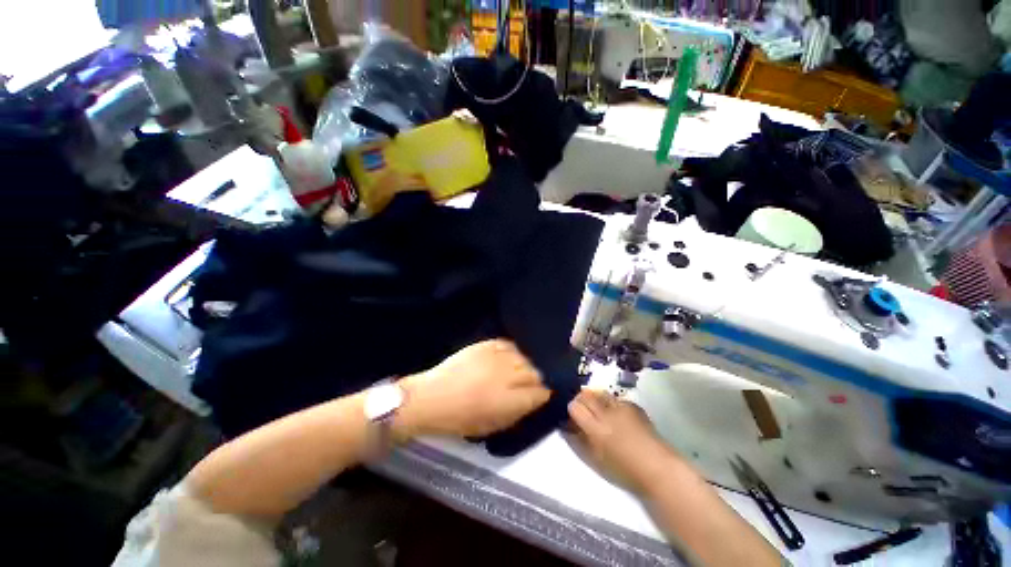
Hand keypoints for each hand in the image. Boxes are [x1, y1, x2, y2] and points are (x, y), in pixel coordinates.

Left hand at [397, 340, 550, 438]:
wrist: (432, 397)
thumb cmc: (460, 419)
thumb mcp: (492, 426)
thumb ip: (517, 412)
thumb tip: (534, 400)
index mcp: (510, 400)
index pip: (541, 392)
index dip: (544, 394)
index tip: (542, 395)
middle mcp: (507, 374)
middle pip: (535, 371)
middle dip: (536, 379)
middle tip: (528, 384)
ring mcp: (496, 357)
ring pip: (524, 356)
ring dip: (525, 364)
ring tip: (518, 370)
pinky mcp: (486, 345)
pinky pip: (508, 345)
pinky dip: (512, 351)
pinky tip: (507, 357)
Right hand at [567, 389, 678, 493]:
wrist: (658, 467)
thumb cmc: (625, 469)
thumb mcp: (596, 458)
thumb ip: (581, 439)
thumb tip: (571, 426)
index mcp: (596, 429)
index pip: (574, 406)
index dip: (572, 409)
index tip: (573, 416)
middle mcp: (606, 413)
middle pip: (586, 395)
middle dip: (581, 400)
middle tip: (583, 410)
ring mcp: (621, 406)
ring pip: (600, 393)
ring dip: (596, 399)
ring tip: (599, 410)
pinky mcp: (633, 405)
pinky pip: (616, 399)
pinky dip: (612, 404)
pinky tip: (618, 416)